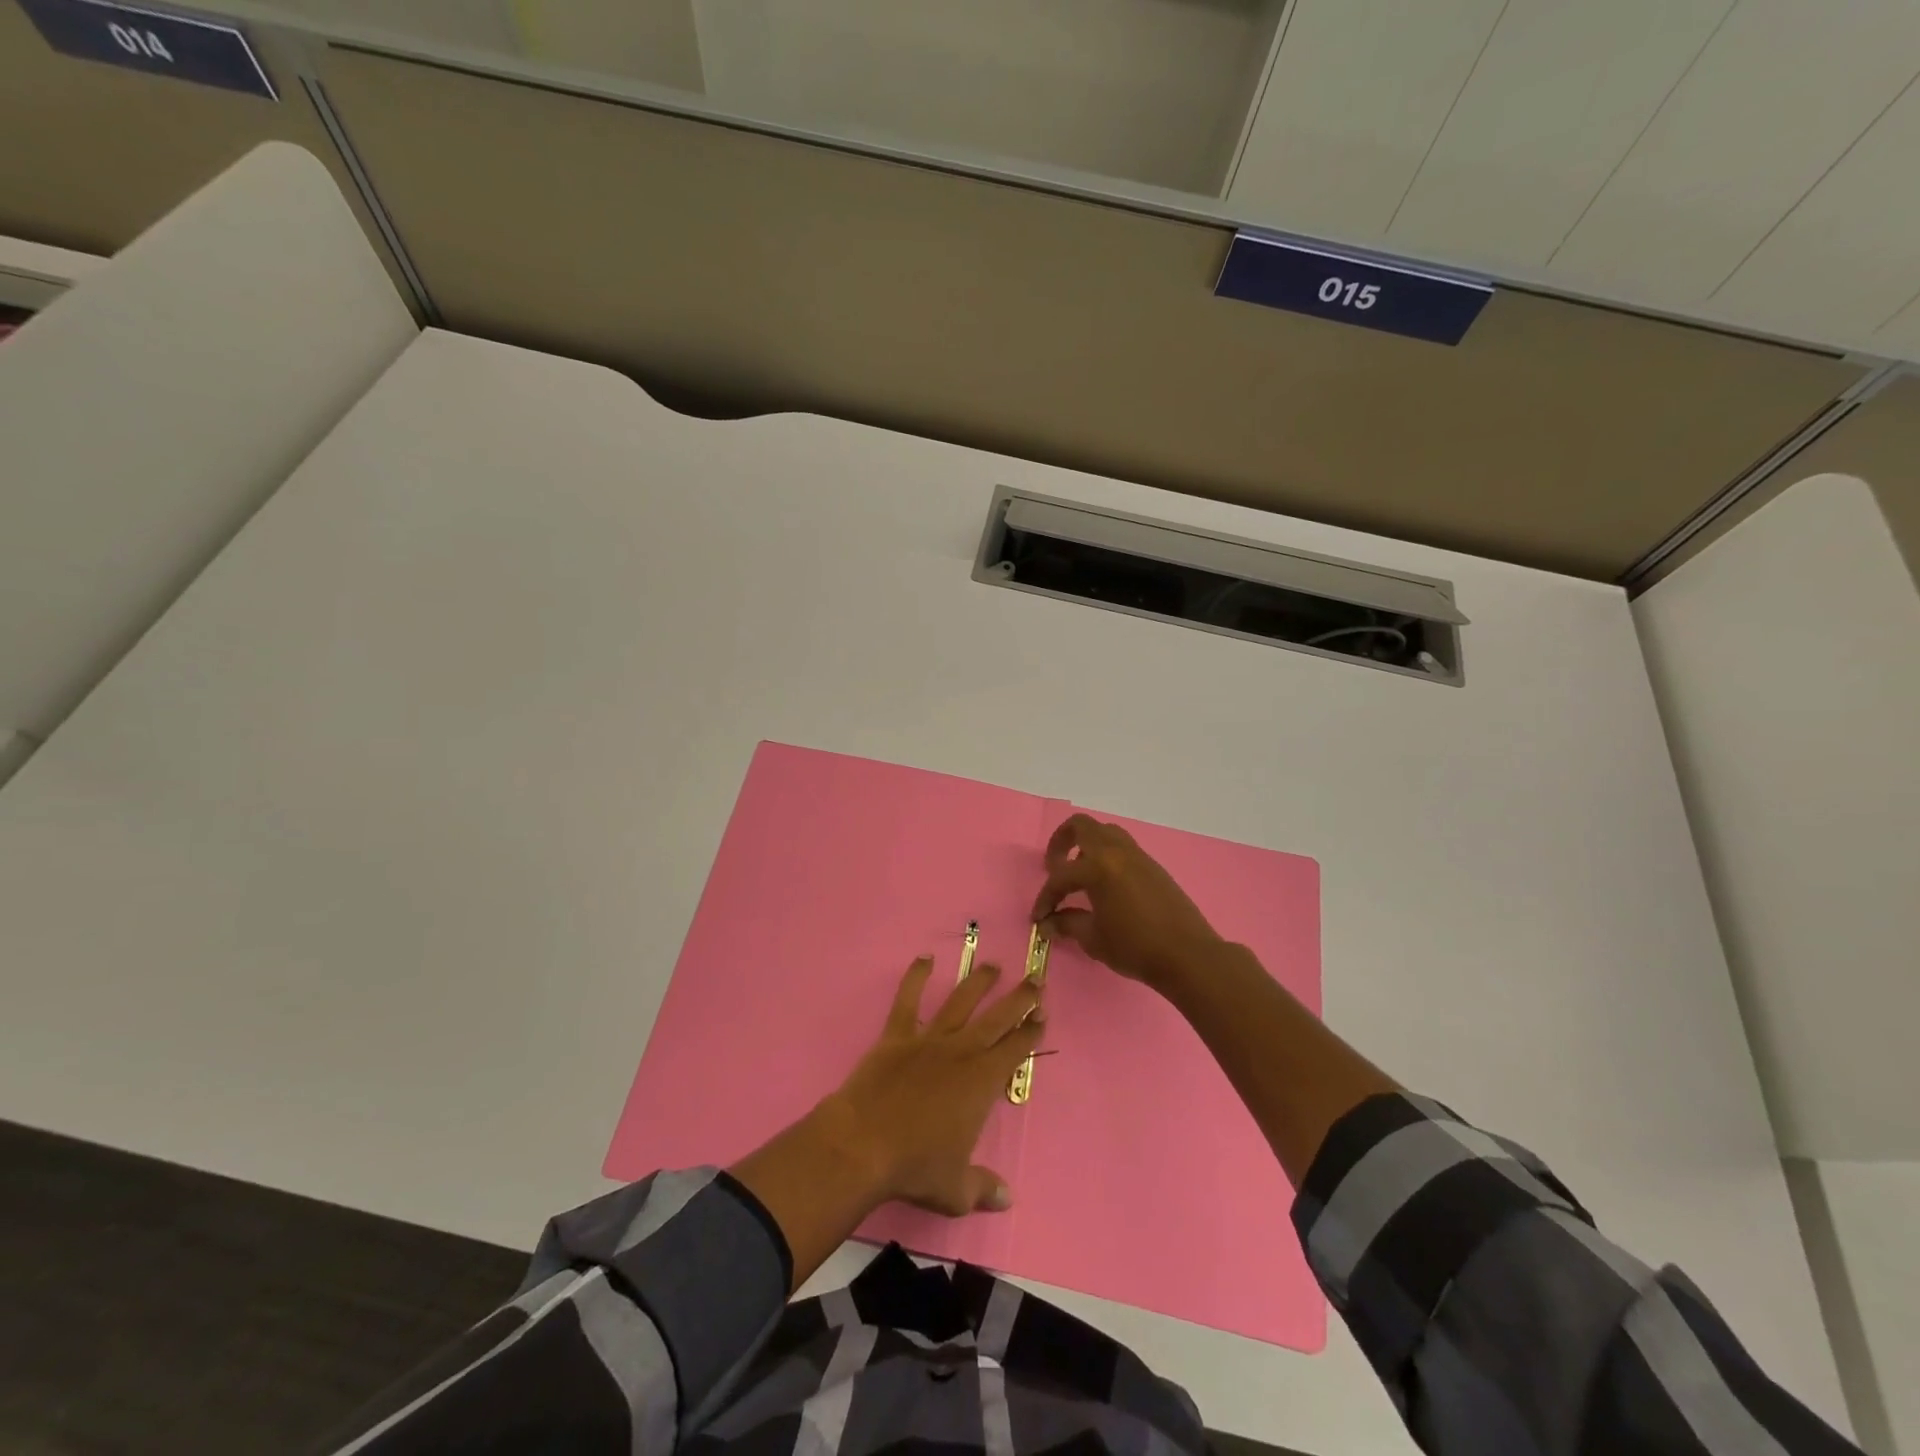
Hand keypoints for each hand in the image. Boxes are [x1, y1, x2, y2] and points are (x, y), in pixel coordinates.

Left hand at [820, 956, 1044, 1214]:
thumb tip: (1007, 1199)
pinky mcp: (897, 1035)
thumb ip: (983, 1188)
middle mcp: (961, 1052)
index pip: (1015, 1050)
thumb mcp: (956, 1190)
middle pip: (997, 1018)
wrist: (864, 1143)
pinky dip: (915, 977)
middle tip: (1035, 980)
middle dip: (1019, 998)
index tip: (1042, 1014)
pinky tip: (924, 958)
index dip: (1031, 1031)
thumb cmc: (915, 1167)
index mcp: (982, 1082)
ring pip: (960, 1002)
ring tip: (993, 966)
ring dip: (978, 982)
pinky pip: (908, 1000)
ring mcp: (928, 1039)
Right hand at [1031, 814, 1224, 991]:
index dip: (1045, 898)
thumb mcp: (1093, 938)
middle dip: (1061, 842)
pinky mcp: (1153, 867)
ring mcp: (1138, 856)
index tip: (1039, 918)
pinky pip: (1123, 848)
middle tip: (1054, 866)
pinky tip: (1106, 885)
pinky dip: (1107, 857)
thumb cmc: (1135, 947)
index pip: (1060, 877)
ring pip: (1105, 833)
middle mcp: (1116, 852)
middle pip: (1081, 826)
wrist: (1188, 955)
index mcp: (1098, 867)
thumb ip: (1067, 924)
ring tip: (1080, 873)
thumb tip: (1048, 923)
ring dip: (1086, 846)